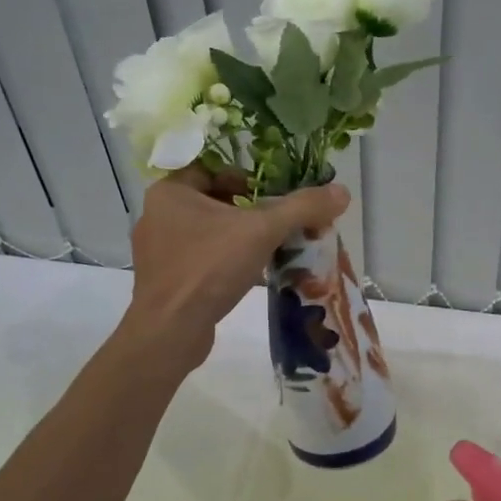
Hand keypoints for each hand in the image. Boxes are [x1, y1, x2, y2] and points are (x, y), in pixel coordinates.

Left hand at [122, 167, 348, 366]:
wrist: (169, 332)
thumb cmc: (209, 268)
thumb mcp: (262, 231)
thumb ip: (302, 208)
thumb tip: (342, 192)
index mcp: (169, 193)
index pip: (211, 168)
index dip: (246, 176)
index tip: (273, 193)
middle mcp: (158, 216)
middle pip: (214, 200)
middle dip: (250, 210)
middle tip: (280, 221)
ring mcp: (158, 252)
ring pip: (209, 232)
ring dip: (241, 237)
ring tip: (273, 247)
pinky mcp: (166, 281)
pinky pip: (202, 259)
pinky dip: (227, 261)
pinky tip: (252, 274)